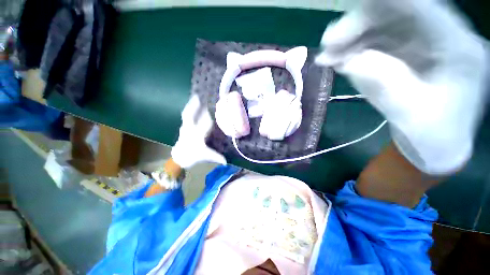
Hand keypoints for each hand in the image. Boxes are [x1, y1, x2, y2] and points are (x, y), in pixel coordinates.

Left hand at [171, 94, 226, 168]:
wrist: (180, 157)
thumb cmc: (195, 156)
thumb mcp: (207, 156)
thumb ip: (217, 157)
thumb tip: (227, 161)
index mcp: (197, 137)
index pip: (204, 125)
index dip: (208, 118)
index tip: (213, 111)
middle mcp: (190, 130)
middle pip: (191, 117)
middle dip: (196, 107)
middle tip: (201, 98)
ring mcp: (185, 127)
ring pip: (187, 114)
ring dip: (191, 105)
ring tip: (196, 97)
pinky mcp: (183, 126)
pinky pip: (186, 115)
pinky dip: (189, 109)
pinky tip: (192, 104)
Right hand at [316, 0, 487, 174]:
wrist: (433, 144)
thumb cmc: (432, 136)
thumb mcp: (411, 116)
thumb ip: (386, 85)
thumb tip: (351, 61)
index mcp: (459, 49)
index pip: (424, 9)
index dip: (386, 2)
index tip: (353, 6)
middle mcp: (443, 37)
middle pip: (399, 13)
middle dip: (360, 23)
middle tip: (329, 43)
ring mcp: (424, 43)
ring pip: (383, 26)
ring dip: (352, 38)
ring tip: (328, 55)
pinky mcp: (407, 54)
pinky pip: (376, 42)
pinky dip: (353, 49)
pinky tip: (337, 59)